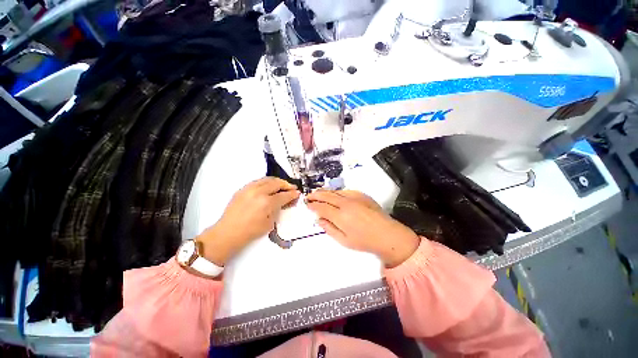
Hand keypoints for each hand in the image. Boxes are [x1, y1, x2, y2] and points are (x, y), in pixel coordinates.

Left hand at [197, 177, 299, 264]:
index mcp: (267, 202)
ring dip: (277, 181)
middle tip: (292, 188)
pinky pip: (258, 181)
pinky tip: (269, 186)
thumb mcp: (270, 222)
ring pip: (267, 179)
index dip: (292, 194)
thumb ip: (278, 209)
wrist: (228, 232)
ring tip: (282, 185)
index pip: (284, 195)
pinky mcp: (243, 188)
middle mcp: (259, 192)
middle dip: (287, 185)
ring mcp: (249, 188)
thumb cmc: (251, 231)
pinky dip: (267, 182)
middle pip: (277, 183)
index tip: (297, 193)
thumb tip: (285, 202)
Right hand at [306, 190, 419, 267]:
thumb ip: (329, 228)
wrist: (387, 234)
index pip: (322, 207)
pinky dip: (337, 192)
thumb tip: (319, 219)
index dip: (313, 205)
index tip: (307, 204)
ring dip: (325, 191)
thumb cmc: (364, 241)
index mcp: (340, 216)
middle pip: (327, 196)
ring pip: (335, 191)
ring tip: (318, 192)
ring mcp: (354, 197)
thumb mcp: (344, 240)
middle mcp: (346, 203)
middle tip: (309, 196)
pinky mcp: (361, 195)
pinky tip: (334, 194)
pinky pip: (345, 191)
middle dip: (316, 195)